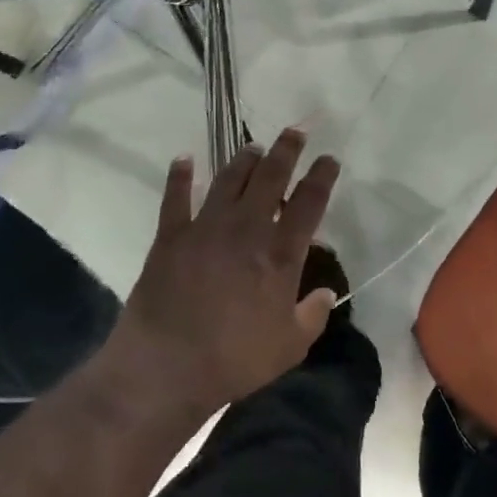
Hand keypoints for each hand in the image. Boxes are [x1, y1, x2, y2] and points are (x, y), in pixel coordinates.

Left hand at [110, 129, 340, 414]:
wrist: (167, 365)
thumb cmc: (235, 359)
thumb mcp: (289, 346)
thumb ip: (312, 315)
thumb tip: (326, 292)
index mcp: (280, 253)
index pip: (309, 202)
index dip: (322, 176)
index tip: (329, 158)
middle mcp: (246, 228)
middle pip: (270, 176)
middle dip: (286, 150)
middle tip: (294, 132)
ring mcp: (206, 227)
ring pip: (229, 179)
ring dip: (244, 159)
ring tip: (254, 147)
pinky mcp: (171, 235)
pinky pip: (175, 196)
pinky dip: (180, 175)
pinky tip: (184, 158)